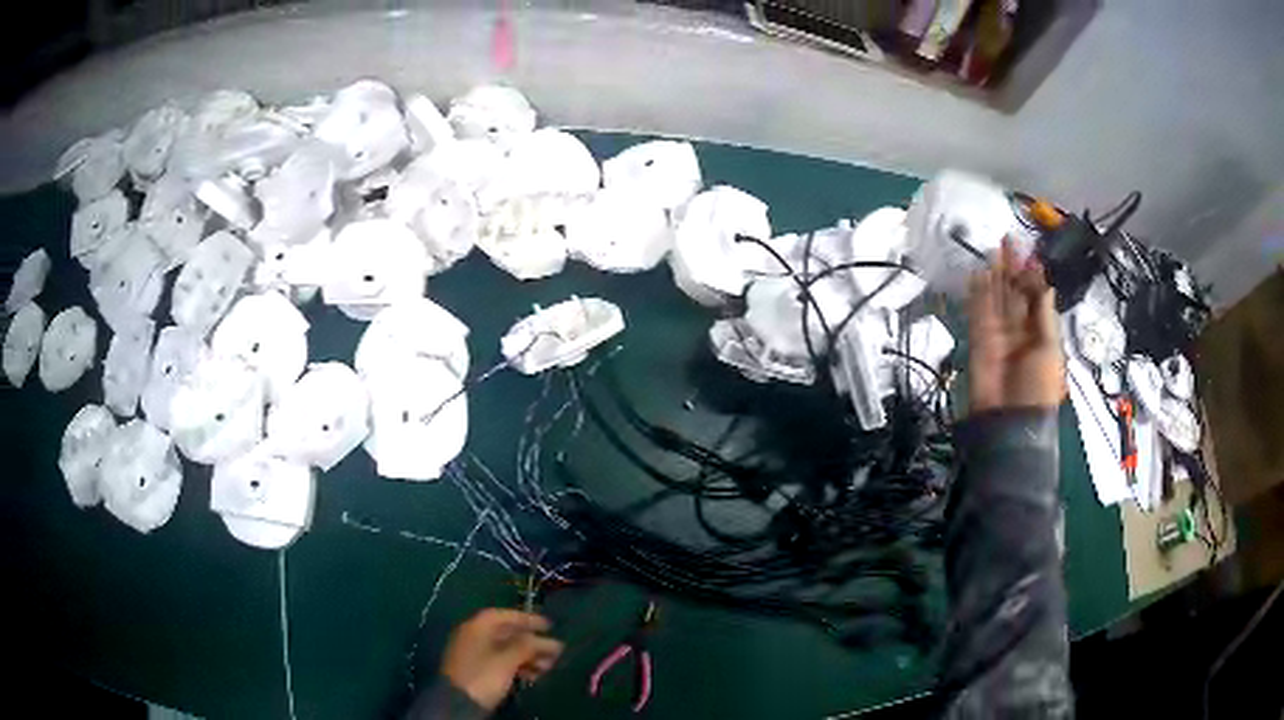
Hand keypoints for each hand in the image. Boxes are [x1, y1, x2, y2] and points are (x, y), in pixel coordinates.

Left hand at [441, 609, 563, 710]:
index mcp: (477, 627)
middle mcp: (474, 636)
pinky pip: (502, 662)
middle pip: (507, 633)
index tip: (549, 626)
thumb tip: (548, 640)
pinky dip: (519, 666)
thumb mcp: (507, 660)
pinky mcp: (478, 670)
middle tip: (555, 651)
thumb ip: (527, 646)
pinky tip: (534, 676)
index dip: (527, 619)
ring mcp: (475, 654)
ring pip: (506, 649)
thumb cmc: (483, 675)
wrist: (458, 703)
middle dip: (532, 642)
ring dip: (528, 656)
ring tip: (549, 666)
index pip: (504, 615)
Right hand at [966, 239, 1065, 413]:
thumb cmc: (1037, 387)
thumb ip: (1044, 314)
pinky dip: (978, 294)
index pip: (1035, 297)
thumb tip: (1045, 282)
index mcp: (1039, 332)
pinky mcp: (980, 339)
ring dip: (995, 275)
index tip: (1030, 252)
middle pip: (1015, 292)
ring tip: (994, 249)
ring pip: (996, 298)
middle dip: (1013, 268)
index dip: (1032, 274)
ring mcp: (998, 333)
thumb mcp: (1050, 349)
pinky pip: (978, 312)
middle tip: (1009, 240)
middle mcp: (1019, 329)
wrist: (1010, 419)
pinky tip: (979, 274)